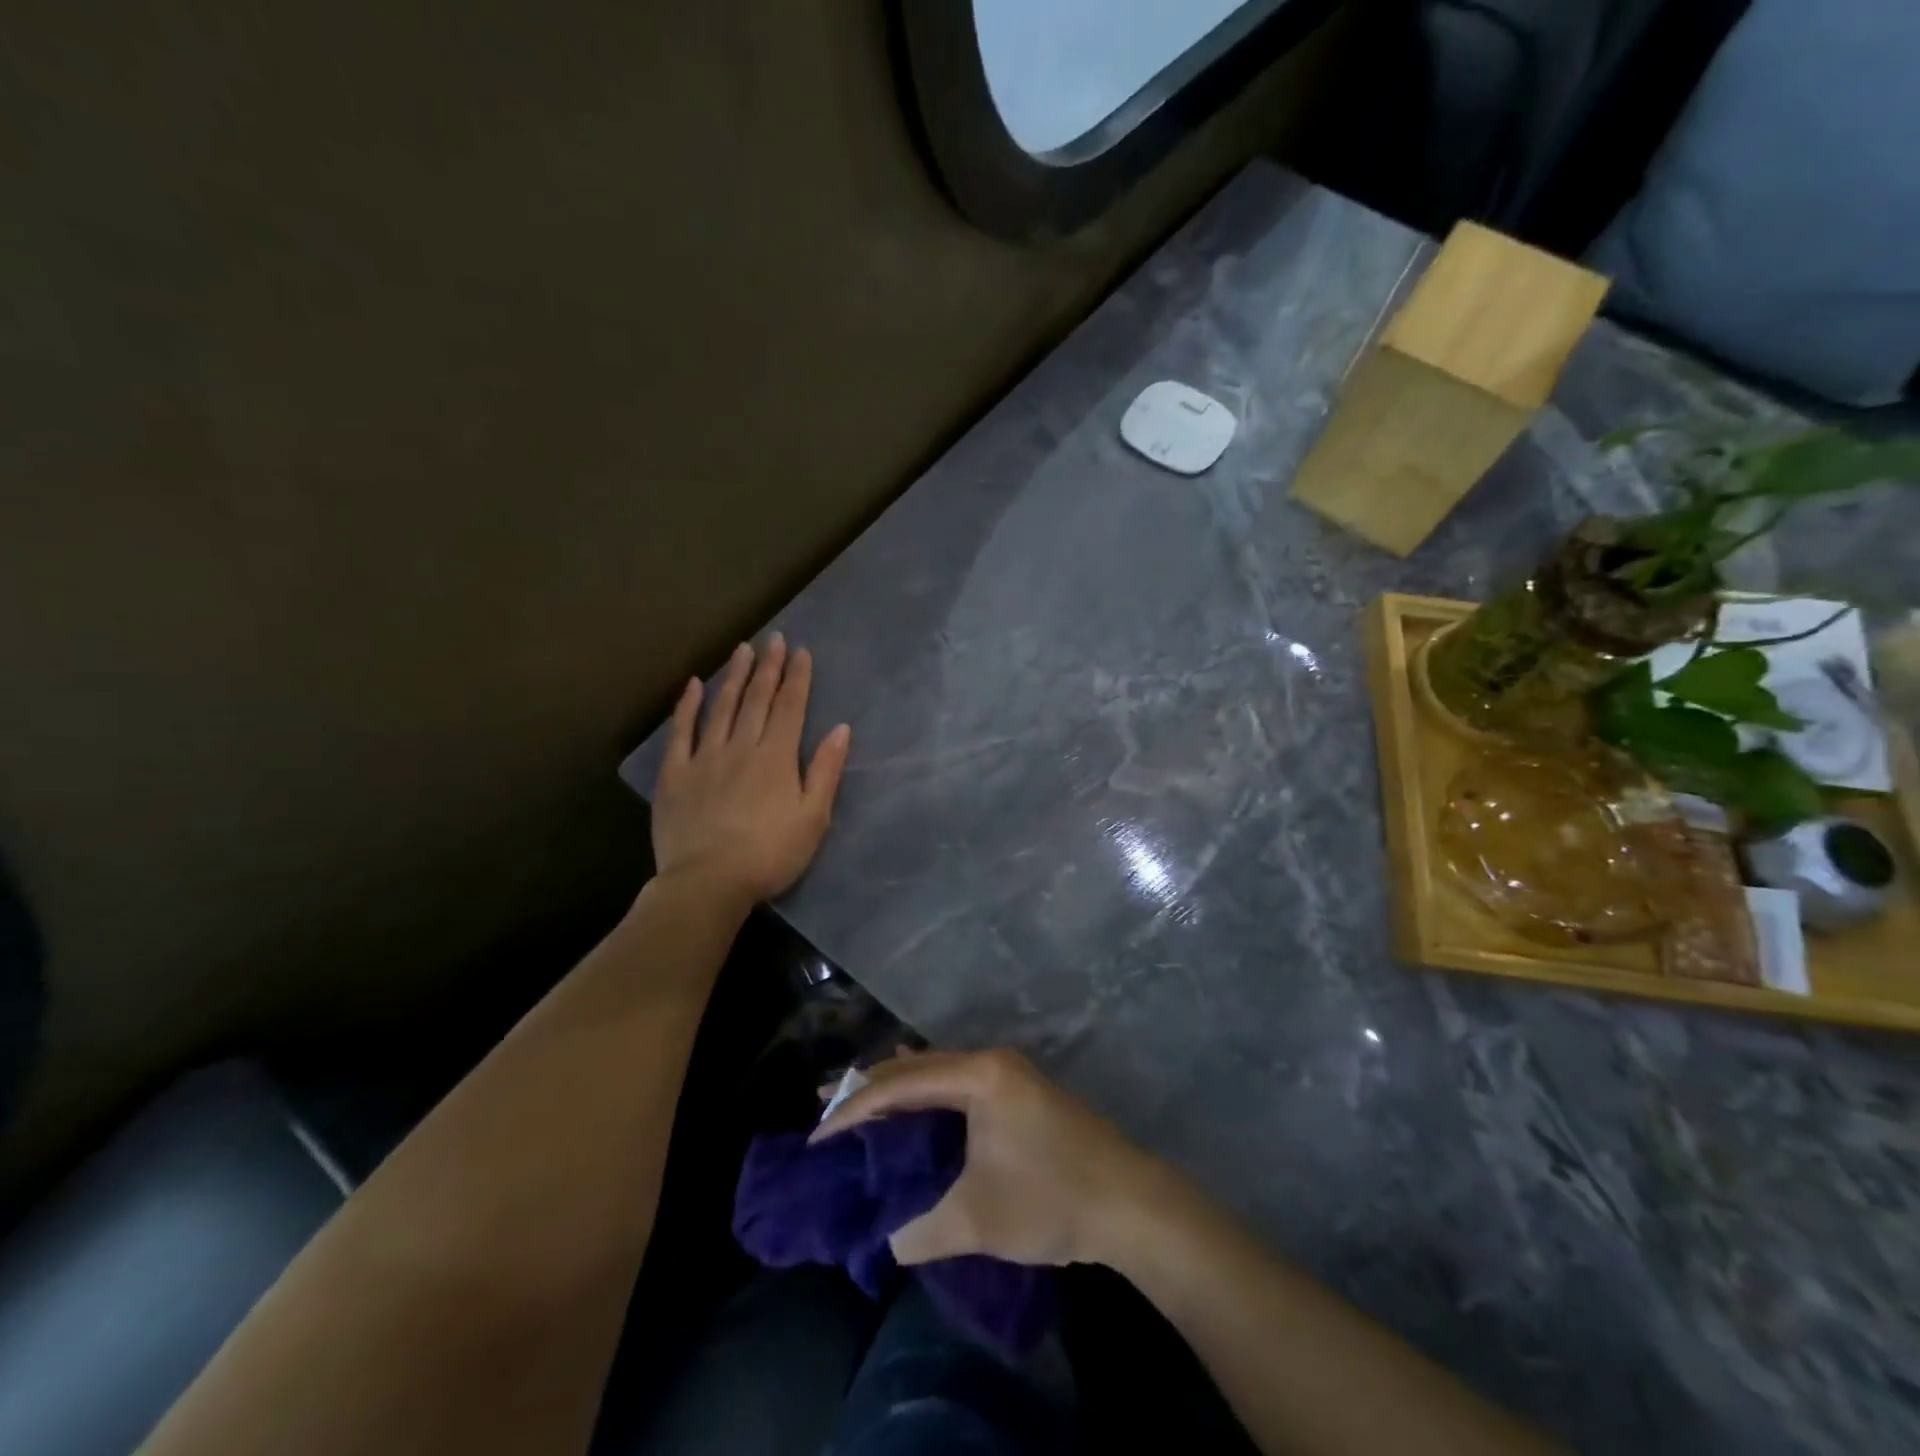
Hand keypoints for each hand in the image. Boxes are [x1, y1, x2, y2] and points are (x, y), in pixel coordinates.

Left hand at [653, 635, 851, 905]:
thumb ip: (825, 771)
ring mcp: (704, 758)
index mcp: (776, 758)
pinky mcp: (675, 774)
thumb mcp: (812, 818)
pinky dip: (688, 706)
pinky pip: (681, 732)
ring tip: (742, 650)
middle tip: (773, 639)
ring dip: (734, 676)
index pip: (789, 708)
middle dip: (768, 667)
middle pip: (756, 699)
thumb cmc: (769, 855)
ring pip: (721, 707)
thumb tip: (841, 729)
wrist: (708, 882)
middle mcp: (741, 747)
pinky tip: (694, 685)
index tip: (801, 651)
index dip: (797, 678)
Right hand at [811, 1049, 1169, 1268]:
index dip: (856, 1110)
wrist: (1131, 1204)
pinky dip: (928, 1096)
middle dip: (871, 1088)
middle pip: (917, 1067)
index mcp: (979, 1075)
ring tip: (857, 1106)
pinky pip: (958, 1085)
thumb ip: (918, 1230)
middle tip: (826, 1105)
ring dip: (900, 1090)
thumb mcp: (976, 1220)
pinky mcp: (1019, 1094)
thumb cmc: (1051, 1199)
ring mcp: (1009, 1075)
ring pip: (938, 1073)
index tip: (819, 1136)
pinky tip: (913, 1108)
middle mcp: (991, 1062)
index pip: (902, 1084)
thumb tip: (883, 1239)